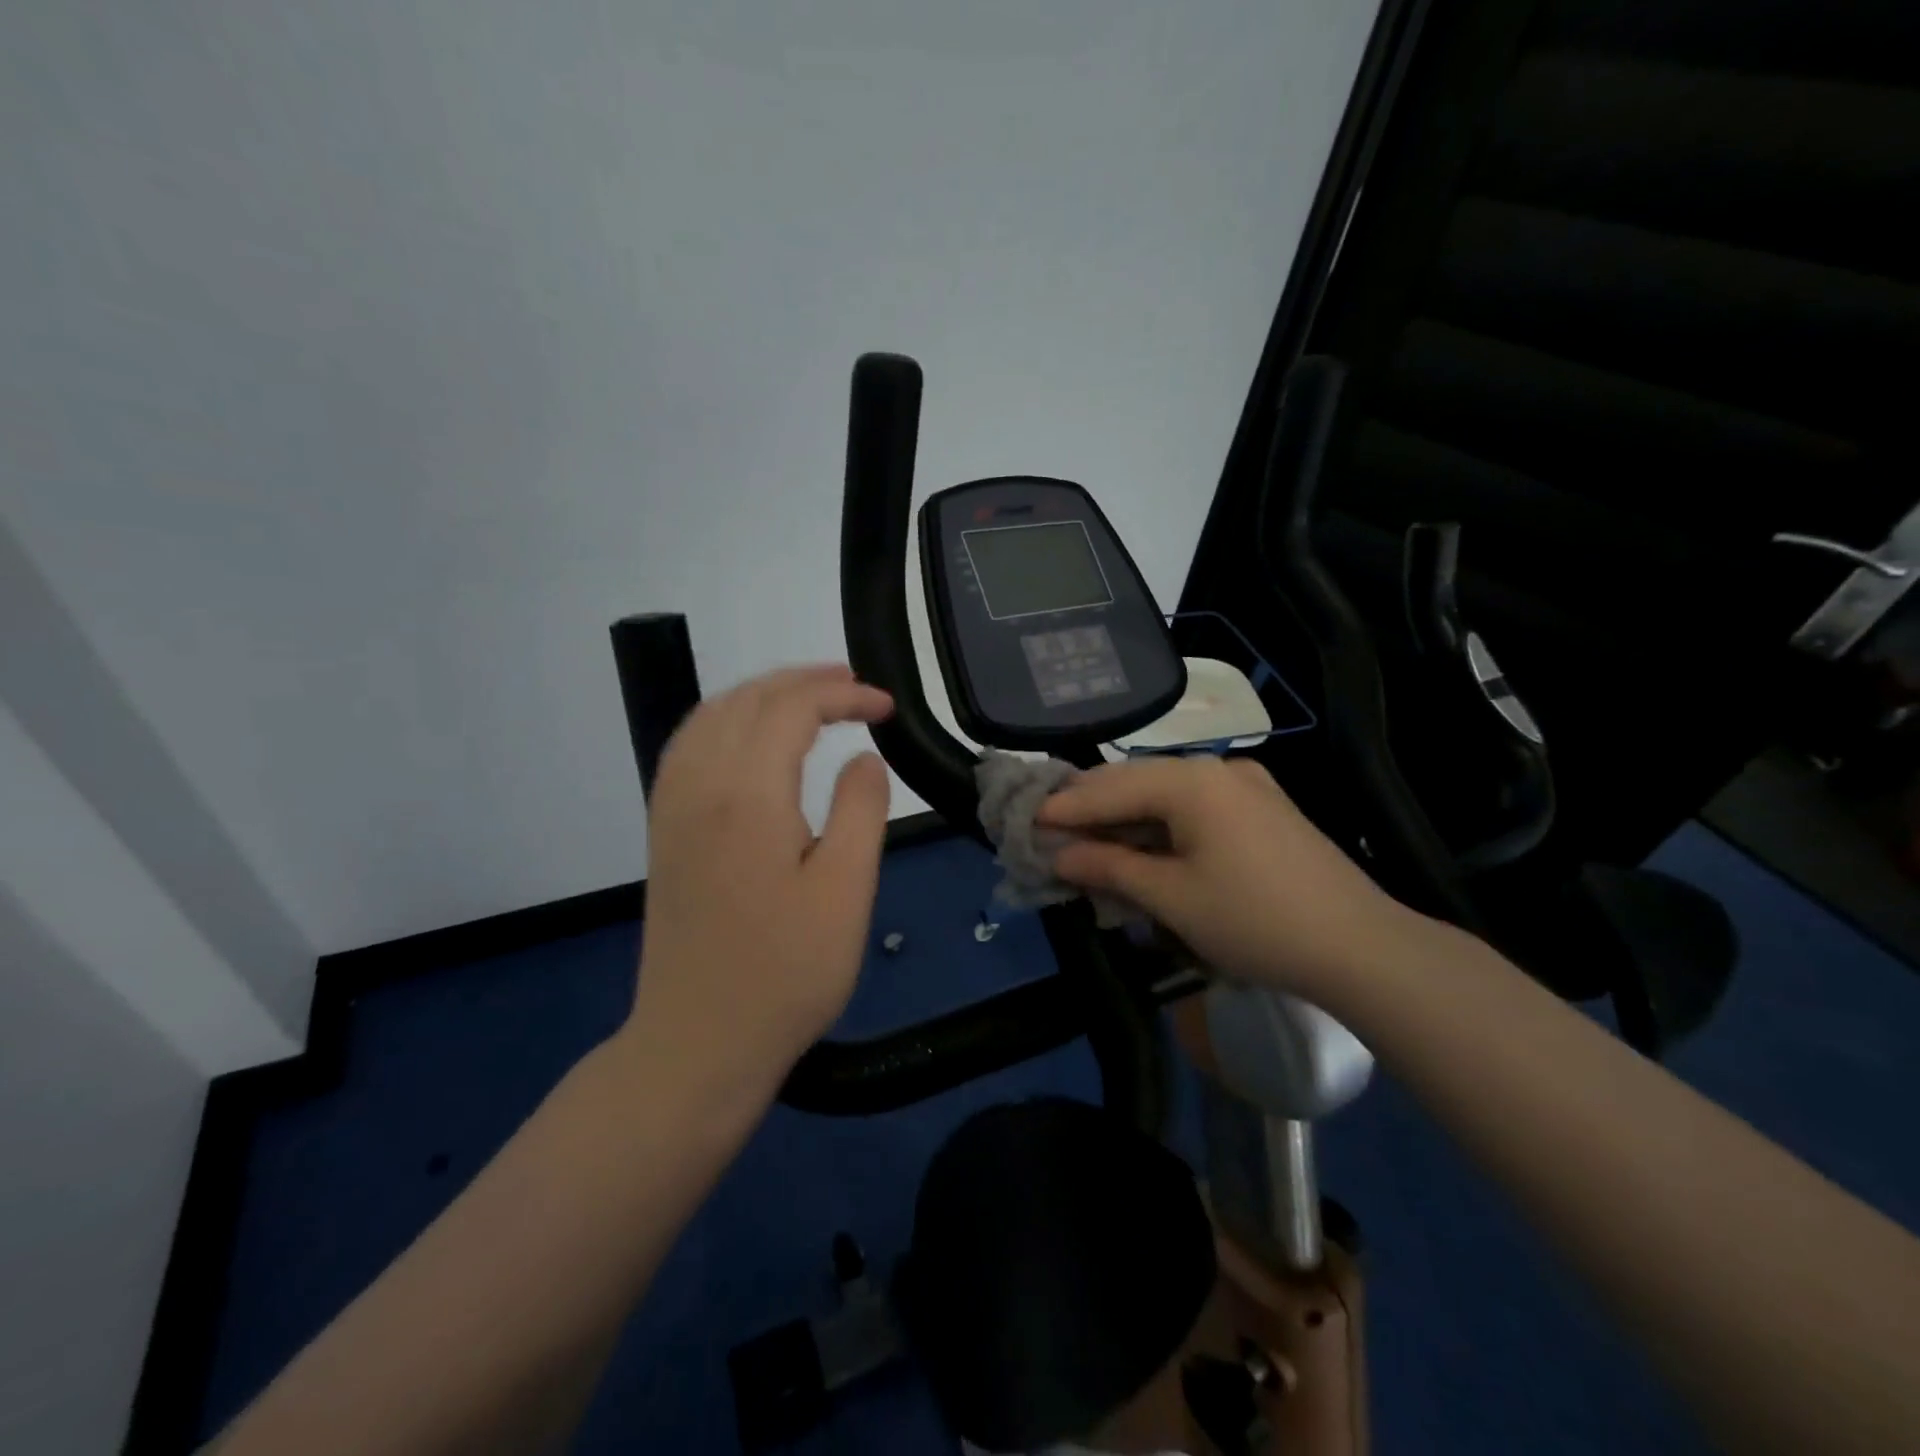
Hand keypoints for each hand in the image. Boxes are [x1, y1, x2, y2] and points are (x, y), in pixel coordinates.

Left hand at [621, 665, 893, 1102]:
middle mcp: (700, 785)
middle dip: (803, 681)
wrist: (698, 1043)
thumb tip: (864, 757)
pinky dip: (726, 719)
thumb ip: (860, 810)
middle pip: (747, 700)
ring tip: (810, 698)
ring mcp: (673, 807)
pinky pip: (690, 745)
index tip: (887, 708)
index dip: (843, 695)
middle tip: (856, 687)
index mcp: (747, 795)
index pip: (792, 709)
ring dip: (762, 694)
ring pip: (711, 716)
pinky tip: (750, 737)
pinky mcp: (665, 831)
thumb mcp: (846, 892)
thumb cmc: (786, 973)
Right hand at [1039, 756, 1427, 997]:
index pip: (1110, 788)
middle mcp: (1217, 769)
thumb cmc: (1255, 920)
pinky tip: (1140, 849)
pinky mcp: (1262, 809)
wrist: (1361, 948)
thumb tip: (1059, 854)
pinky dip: (1159, 827)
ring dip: (1124, 820)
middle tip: (1048, 831)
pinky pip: (1193, 809)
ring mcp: (1245, 786)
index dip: (1065, 807)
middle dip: (1091, 810)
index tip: (1024, 820)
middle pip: (1135, 783)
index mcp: (1192, 780)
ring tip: (1086, 843)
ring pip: (1164, 796)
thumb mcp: (1171, 897)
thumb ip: (1109, 868)